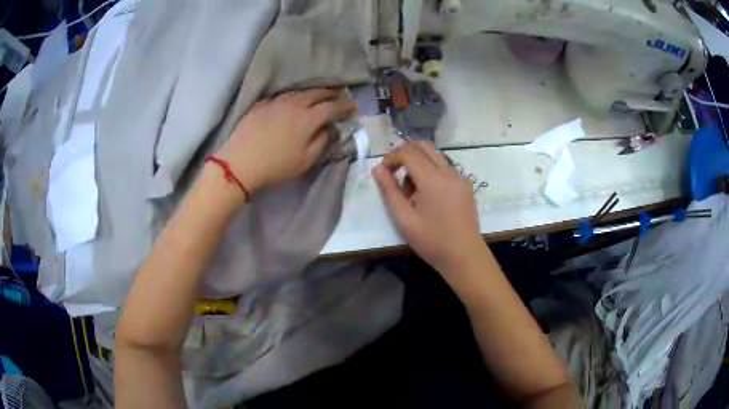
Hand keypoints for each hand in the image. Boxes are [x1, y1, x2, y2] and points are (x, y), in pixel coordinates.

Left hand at [214, 89, 355, 195]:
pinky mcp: (260, 105)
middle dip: (330, 93)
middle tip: (338, 95)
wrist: (241, 163)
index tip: (353, 107)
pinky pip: (280, 96)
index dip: (344, 106)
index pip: (332, 107)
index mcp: (308, 118)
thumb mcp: (306, 160)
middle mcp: (294, 105)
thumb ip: (322, 142)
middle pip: (316, 93)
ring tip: (317, 95)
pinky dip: (291, 96)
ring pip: (297, 92)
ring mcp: (275, 103)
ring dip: (311, 92)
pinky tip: (290, 100)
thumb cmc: (276, 165)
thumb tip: (329, 129)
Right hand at [372, 141, 488, 278]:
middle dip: (405, 151)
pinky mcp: (465, 185)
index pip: (408, 153)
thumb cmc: (432, 241)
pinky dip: (431, 169)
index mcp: (433, 179)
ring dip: (418, 161)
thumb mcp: (404, 219)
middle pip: (424, 146)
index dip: (392, 157)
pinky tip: (427, 193)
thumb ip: (389, 191)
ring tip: (410, 188)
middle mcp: (448, 172)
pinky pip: (445, 167)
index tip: (382, 171)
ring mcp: (460, 177)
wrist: (464, 256)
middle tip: (393, 169)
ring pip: (435, 155)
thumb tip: (378, 169)